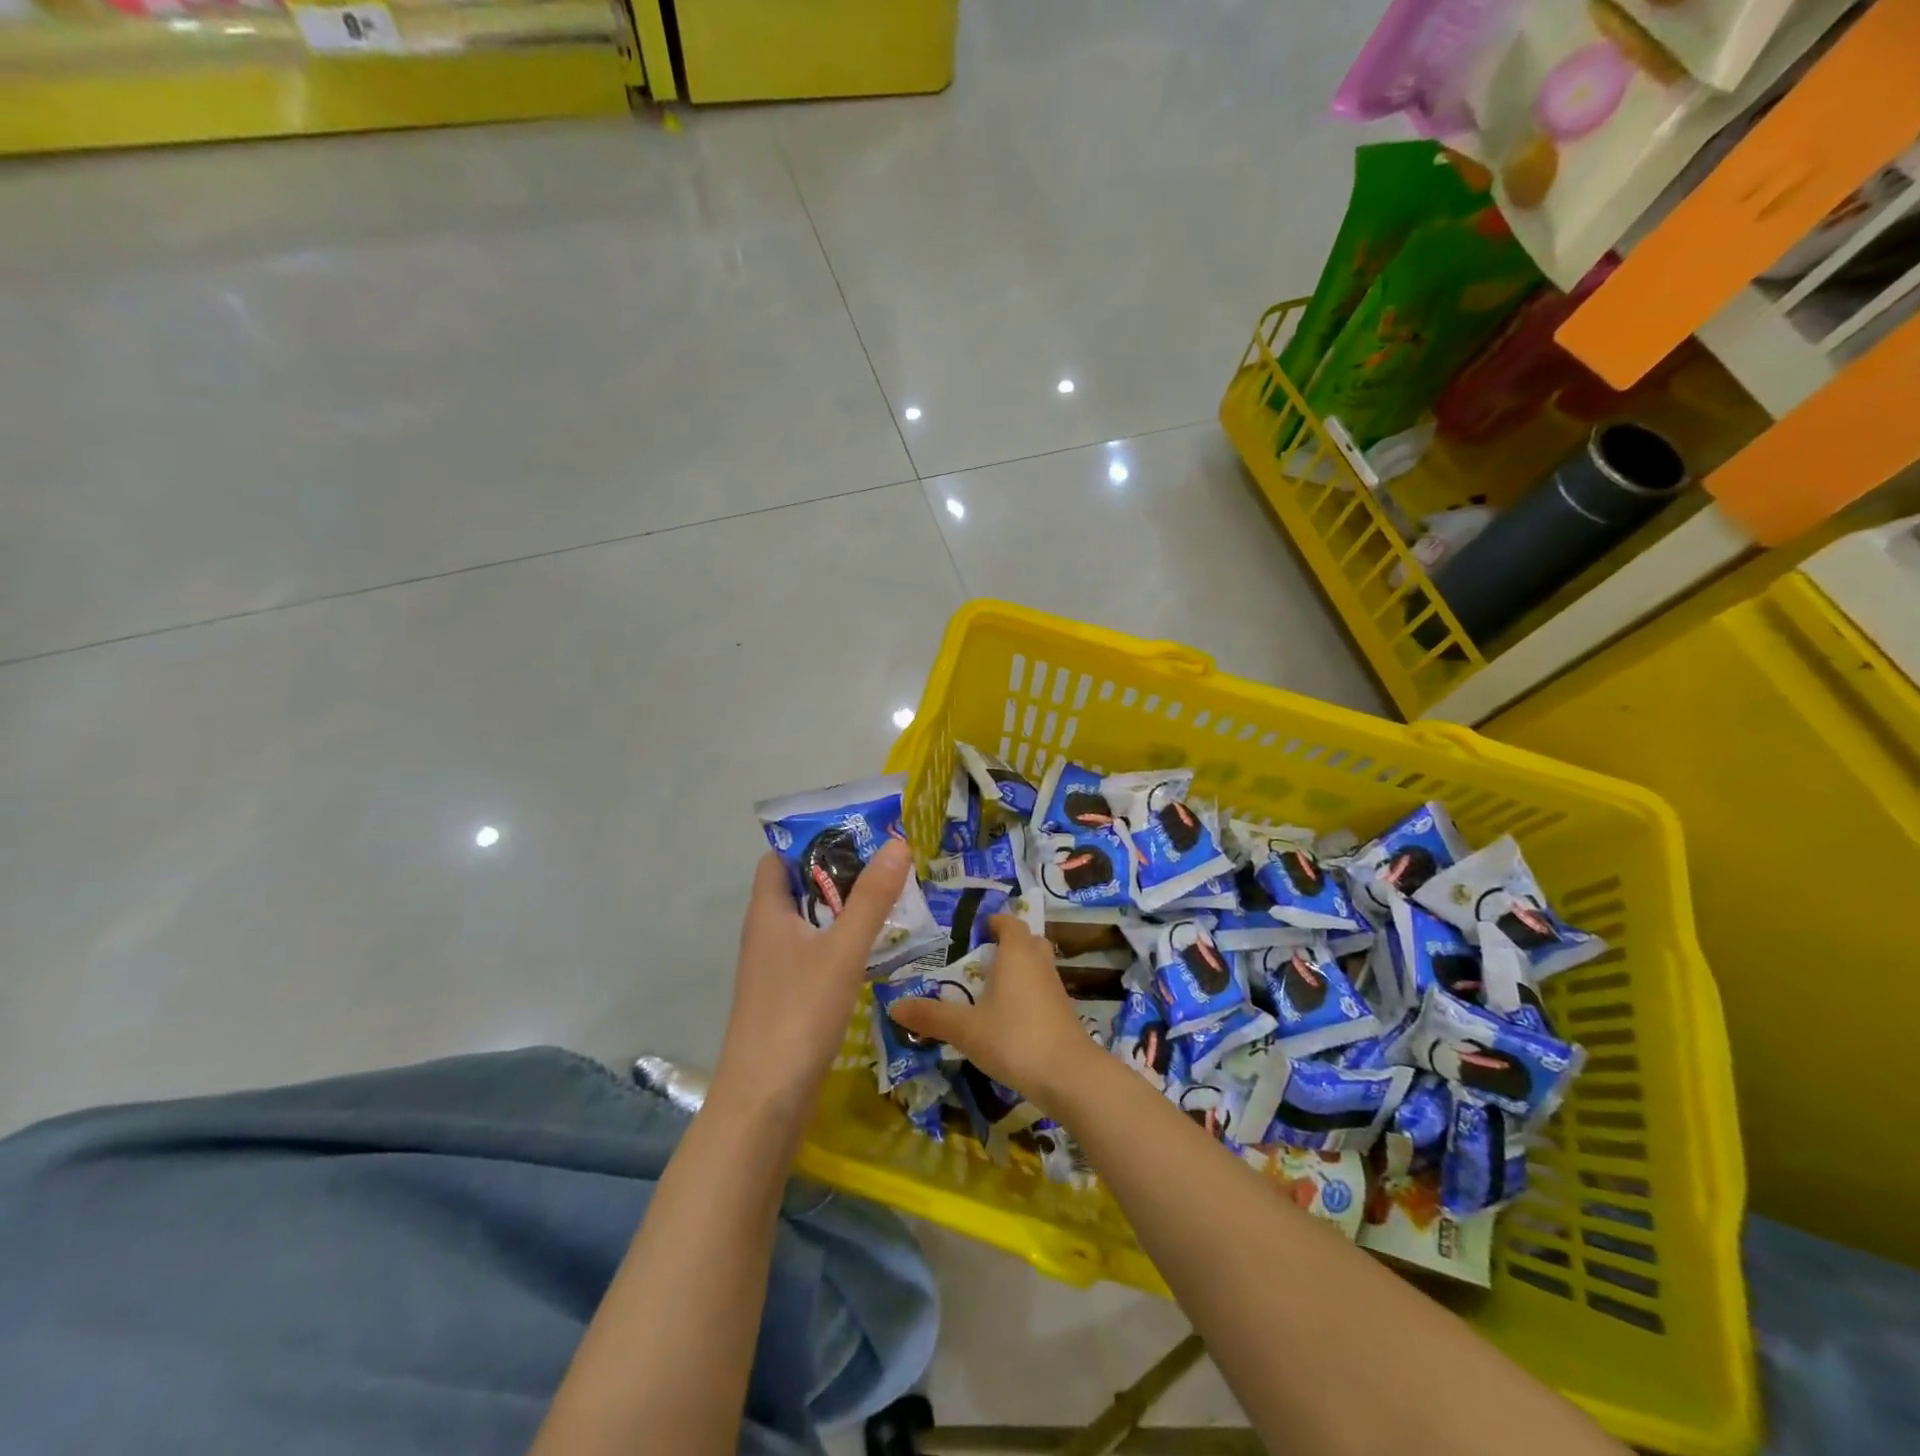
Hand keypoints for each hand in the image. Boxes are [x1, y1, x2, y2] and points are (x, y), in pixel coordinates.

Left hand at [713, 840, 911, 1128]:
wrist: (765, 1103)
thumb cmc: (797, 1014)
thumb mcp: (841, 950)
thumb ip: (871, 898)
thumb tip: (897, 843)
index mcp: (768, 912)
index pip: (780, 858)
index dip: (813, 840)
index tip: (858, 831)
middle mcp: (768, 933)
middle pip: (803, 888)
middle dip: (842, 872)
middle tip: (890, 860)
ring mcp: (778, 968)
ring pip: (815, 923)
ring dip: (848, 908)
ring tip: (895, 896)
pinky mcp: (791, 996)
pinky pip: (820, 953)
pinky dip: (846, 942)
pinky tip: (879, 947)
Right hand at [885, 913, 1093, 1113]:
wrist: (1069, 1075)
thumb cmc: (1014, 1038)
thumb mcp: (965, 1029)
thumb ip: (931, 1016)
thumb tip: (893, 1006)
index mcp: (1017, 953)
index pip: (1009, 922)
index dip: (993, 922)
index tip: (974, 930)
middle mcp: (1039, 962)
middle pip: (1026, 941)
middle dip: (1006, 944)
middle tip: (978, 958)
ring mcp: (1055, 988)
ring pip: (1036, 966)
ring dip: (1017, 971)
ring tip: (988, 988)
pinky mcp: (1063, 1013)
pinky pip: (1041, 990)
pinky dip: (1026, 995)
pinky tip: (1007, 1017)